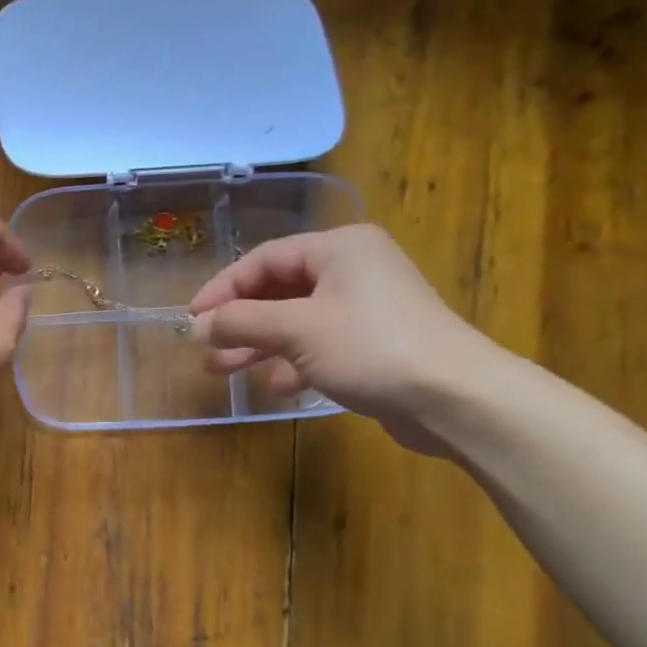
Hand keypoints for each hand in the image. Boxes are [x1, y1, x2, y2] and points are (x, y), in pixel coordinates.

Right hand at [187, 223, 503, 453]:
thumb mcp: (296, 329)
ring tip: (223, 371)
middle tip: (204, 348)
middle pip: (278, 290)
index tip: (192, 320)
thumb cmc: (370, 347)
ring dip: (259, 345)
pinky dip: (294, 362)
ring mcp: (366, 306)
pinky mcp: (375, 342)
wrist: (455, 397)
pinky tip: (279, 387)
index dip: (222, 288)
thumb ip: (241, 322)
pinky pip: (320, 344)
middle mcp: (353, 269)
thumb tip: (196, 325)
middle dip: (238, 321)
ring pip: (296, 320)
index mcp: (338, 249)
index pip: (263, 260)